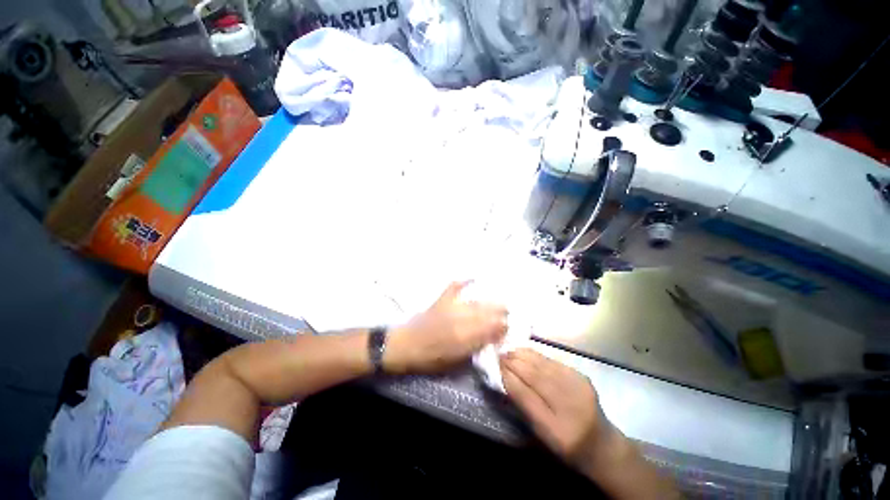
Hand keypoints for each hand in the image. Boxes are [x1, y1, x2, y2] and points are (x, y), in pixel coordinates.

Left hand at [384, 281, 507, 373]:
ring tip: (499, 303)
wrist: (406, 345)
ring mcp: (451, 307)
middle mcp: (461, 320)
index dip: (502, 328)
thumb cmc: (430, 358)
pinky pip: (454, 287)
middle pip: (487, 314)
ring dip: (490, 302)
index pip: (491, 330)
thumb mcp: (455, 362)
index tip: (508, 327)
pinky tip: (473, 278)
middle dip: (501, 313)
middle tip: (508, 314)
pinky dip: (463, 282)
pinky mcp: (442, 300)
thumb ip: (474, 349)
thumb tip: (491, 339)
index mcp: (465, 339)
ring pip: (477, 303)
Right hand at [501, 349, 614, 468]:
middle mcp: (570, 404)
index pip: (526, 396)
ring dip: (523, 355)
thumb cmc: (565, 443)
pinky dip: (536, 355)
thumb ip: (523, 404)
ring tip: (509, 350)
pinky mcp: (581, 375)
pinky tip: (526, 352)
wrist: (601, 442)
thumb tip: (504, 376)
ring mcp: (578, 386)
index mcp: (557, 428)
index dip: (509, 377)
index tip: (496, 365)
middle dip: (515, 362)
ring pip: (544, 365)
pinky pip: (553, 361)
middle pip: (536, 376)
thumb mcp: (540, 431)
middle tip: (499, 354)